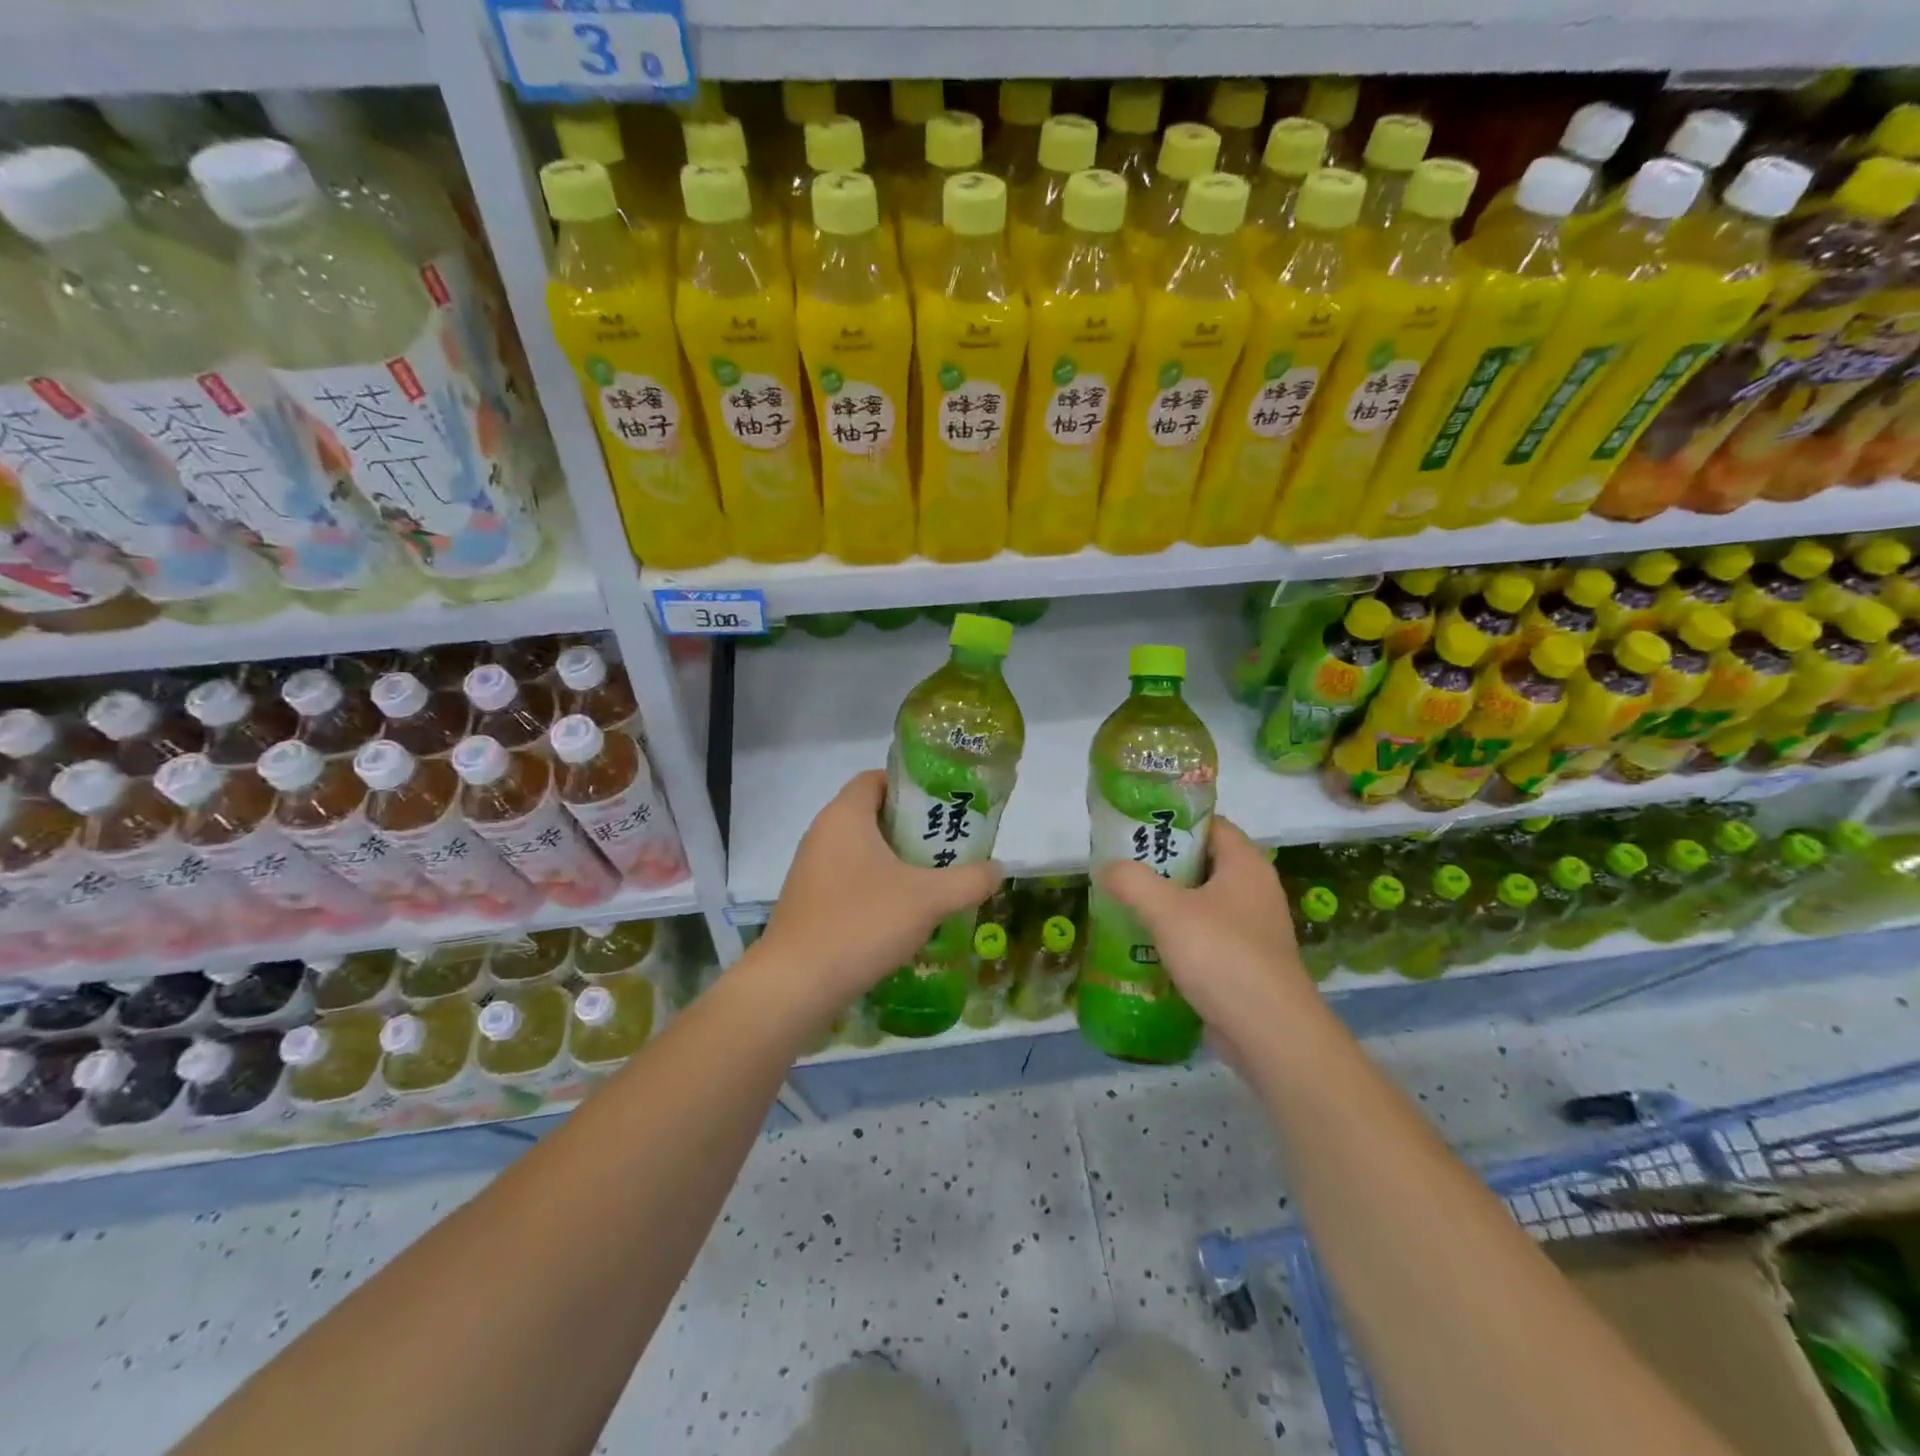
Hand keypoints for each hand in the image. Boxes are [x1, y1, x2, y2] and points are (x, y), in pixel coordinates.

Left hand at [757, 771, 1002, 1005]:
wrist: (796, 985)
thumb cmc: (862, 922)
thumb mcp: (928, 900)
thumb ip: (969, 880)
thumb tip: (999, 869)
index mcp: (844, 816)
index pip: (876, 778)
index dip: (911, 785)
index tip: (943, 806)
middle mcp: (822, 834)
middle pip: (872, 815)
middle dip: (912, 828)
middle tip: (949, 845)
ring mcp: (811, 869)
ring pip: (862, 851)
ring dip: (896, 861)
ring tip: (934, 880)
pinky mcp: (809, 901)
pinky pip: (849, 880)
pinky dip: (877, 887)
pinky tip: (903, 914)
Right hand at [1096, 817, 1322, 1066]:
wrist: (1269, 1033)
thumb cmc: (1222, 956)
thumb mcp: (1168, 911)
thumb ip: (1132, 882)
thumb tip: (1107, 867)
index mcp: (1246, 865)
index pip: (1210, 825)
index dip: (1174, 822)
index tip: (1135, 829)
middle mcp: (1255, 890)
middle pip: (1203, 862)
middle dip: (1162, 865)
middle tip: (1121, 867)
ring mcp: (1253, 928)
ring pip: (1202, 902)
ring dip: (1166, 903)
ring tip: (1125, 904)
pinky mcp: (1246, 962)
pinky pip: (1206, 936)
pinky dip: (1178, 935)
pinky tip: (1146, 945)